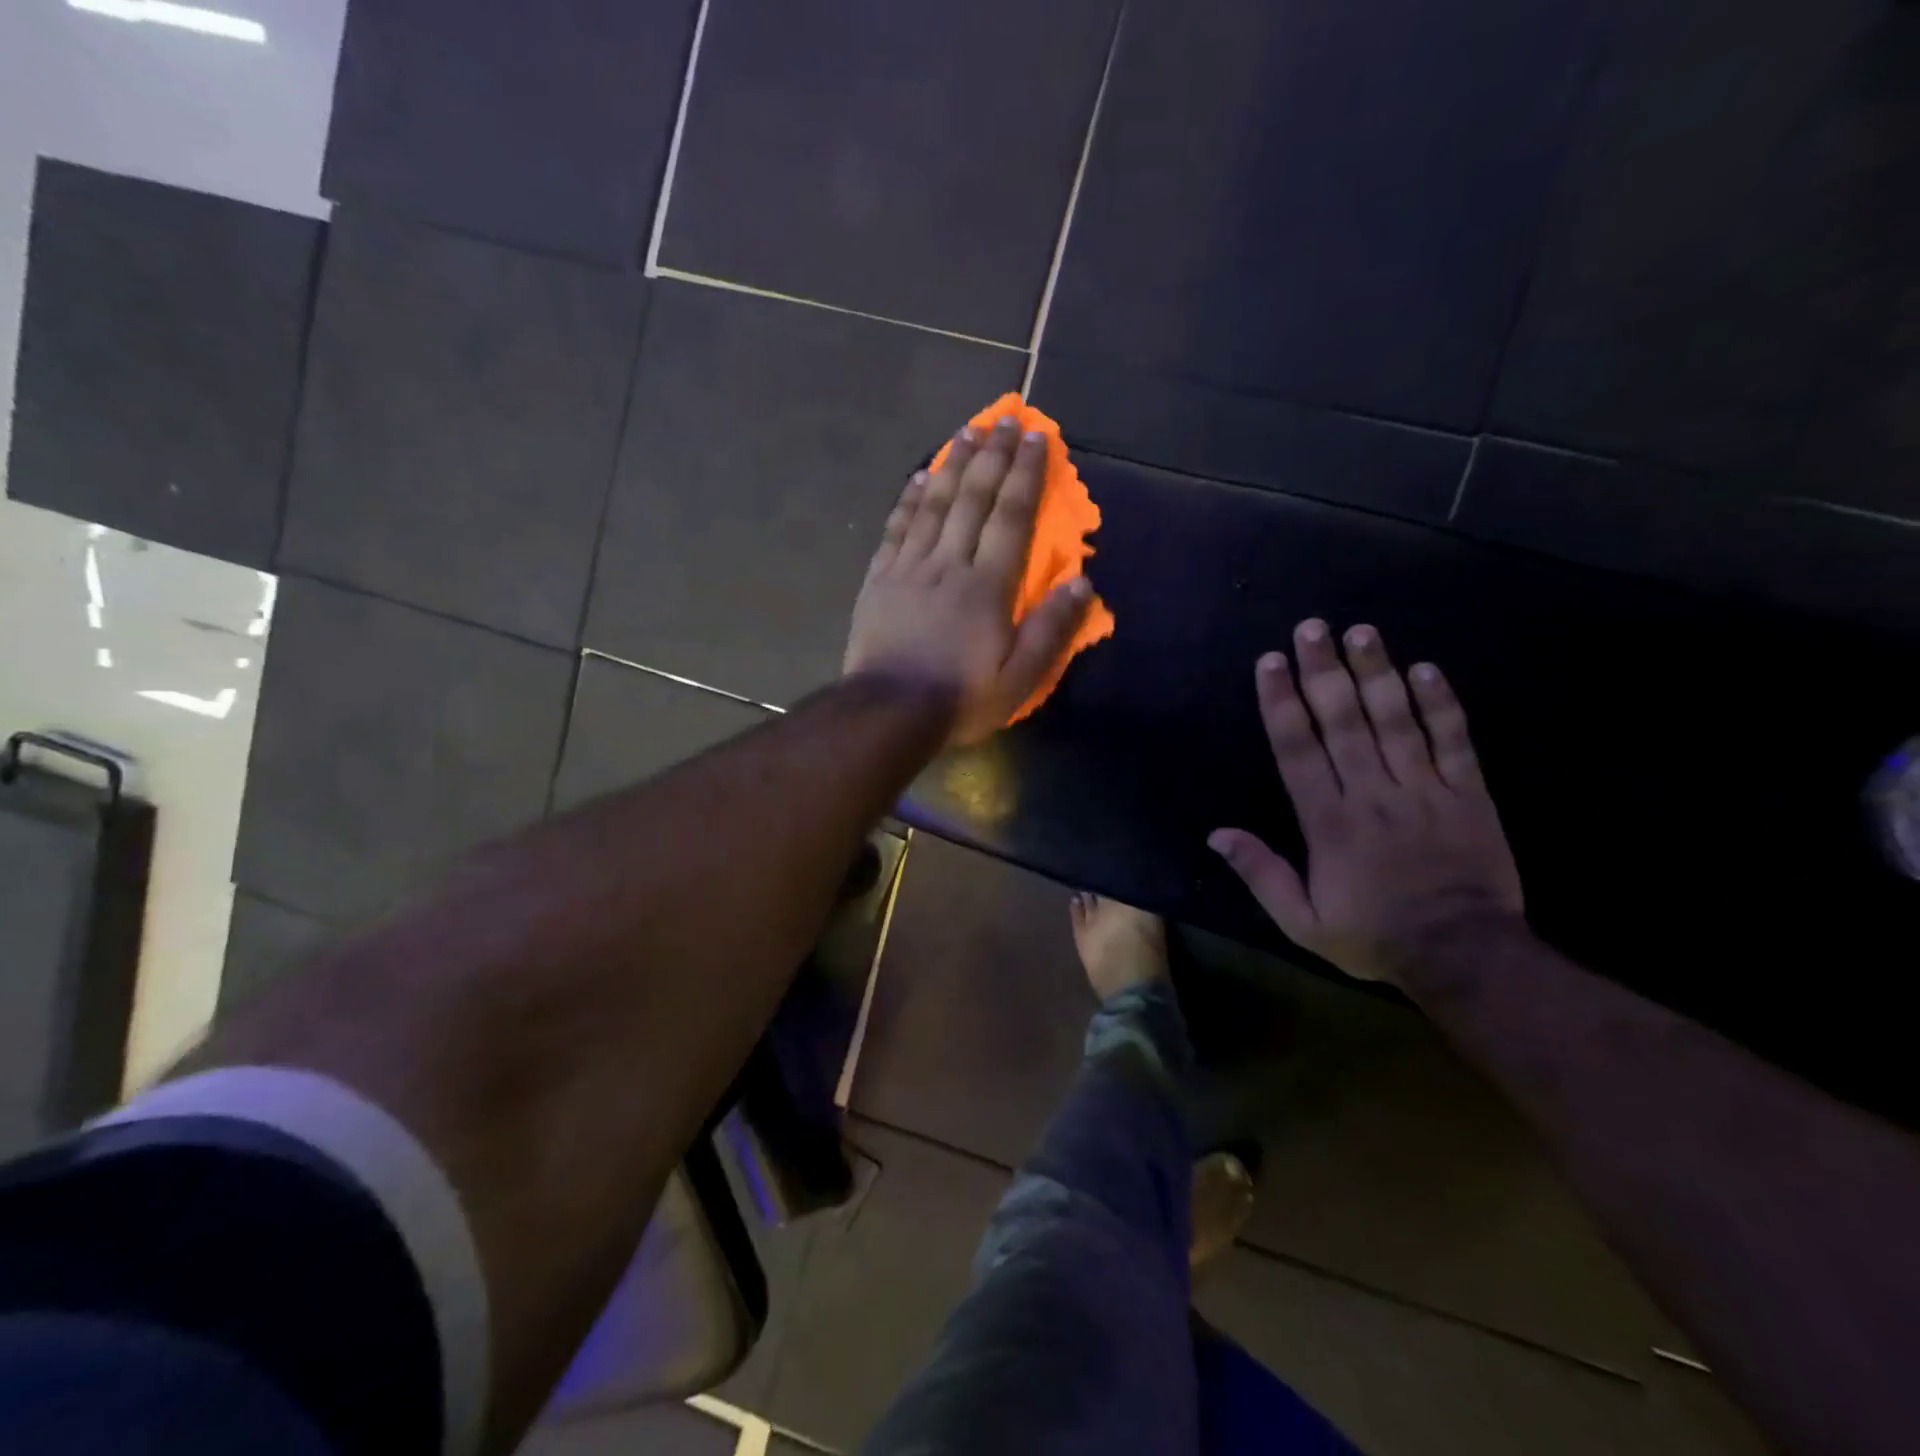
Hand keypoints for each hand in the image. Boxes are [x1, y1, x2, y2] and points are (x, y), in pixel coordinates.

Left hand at [845, 415, 1092, 746]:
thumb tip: (1083, 582)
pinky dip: (910, 499)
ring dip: (952, 465)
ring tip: (968, 432)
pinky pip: (897, 528)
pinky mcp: (880, 579)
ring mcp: (910, 567)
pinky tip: (919, 477)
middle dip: (993, 456)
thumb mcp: (1019, 677)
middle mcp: (950, 563)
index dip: (1026, 475)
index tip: (1036, 437)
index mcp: (988, 586)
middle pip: (974, 499)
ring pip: (934, 505)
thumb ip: (1051, 629)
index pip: (1012, 517)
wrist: (889, 712)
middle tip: (1005, 418)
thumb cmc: (960, 698)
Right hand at [1210, 620, 1522, 985]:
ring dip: (1377, 673)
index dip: (1282, 703)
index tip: (1271, 662)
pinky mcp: (1469, 795)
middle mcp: (1373, 794)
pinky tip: (1426, 669)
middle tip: (1312, 627)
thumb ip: (1261, 874)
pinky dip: (1441, 705)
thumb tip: (1217, 834)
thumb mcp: (1302, 922)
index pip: (1299, 750)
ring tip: (1362, 632)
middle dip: (1324, 671)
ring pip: (1397, 721)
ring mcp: (1425, 790)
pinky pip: (1455, 742)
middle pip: (1345, 722)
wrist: (1466, 956)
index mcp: (1329, 822)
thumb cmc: (1374, 936)